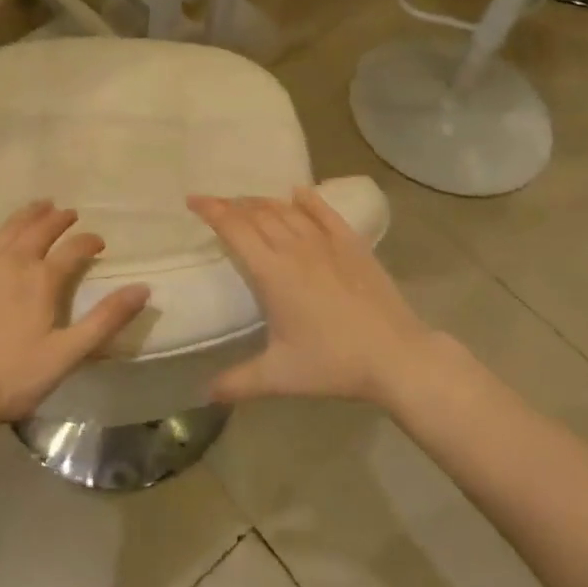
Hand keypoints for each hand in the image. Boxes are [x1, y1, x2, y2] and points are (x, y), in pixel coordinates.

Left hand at [0, 201, 149, 431]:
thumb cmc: (12, 377)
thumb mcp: (67, 354)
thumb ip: (105, 320)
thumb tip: (142, 288)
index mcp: (42, 280)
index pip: (74, 249)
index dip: (90, 242)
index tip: (100, 243)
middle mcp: (13, 262)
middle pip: (41, 230)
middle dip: (59, 219)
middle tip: (70, 214)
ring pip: (9, 228)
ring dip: (27, 213)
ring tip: (41, 204)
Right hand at [188, 188, 431, 406]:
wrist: (395, 355)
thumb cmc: (332, 363)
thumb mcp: (279, 376)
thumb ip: (238, 382)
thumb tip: (204, 393)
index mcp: (272, 272)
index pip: (234, 229)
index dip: (211, 211)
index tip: (193, 200)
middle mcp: (295, 248)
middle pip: (258, 214)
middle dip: (233, 205)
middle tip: (217, 205)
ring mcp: (326, 242)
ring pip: (287, 211)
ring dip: (263, 202)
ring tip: (249, 203)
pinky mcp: (353, 244)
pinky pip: (325, 213)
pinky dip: (308, 200)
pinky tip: (298, 193)